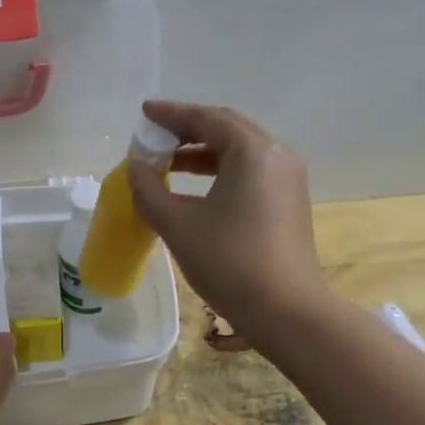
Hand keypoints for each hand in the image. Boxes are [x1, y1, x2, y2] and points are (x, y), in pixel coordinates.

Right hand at [128, 101, 328, 332]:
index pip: (207, 118)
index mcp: (252, 152)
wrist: (287, 311)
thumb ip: (149, 191)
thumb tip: (135, 167)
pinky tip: (195, 192)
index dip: (171, 114)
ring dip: (203, 153)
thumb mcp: (178, 226)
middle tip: (154, 137)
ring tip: (168, 165)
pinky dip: (220, 172)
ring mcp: (288, 180)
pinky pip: (250, 173)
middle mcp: (276, 155)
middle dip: (188, 130)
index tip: (144, 113)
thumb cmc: (229, 262)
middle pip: (227, 129)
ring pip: (240, 152)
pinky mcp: (289, 202)